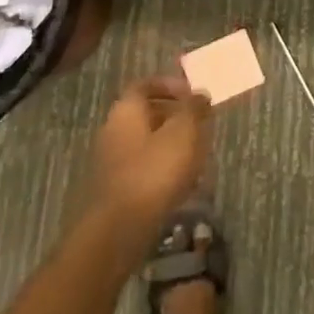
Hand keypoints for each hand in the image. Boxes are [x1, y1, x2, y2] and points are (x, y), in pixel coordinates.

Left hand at [83, 75, 212, 247]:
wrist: (119, 230)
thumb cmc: (154, 170)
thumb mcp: (184, 132)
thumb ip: (194, 108)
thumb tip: (200, 94)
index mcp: (127, 108)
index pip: (147, 84)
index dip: (171, 85)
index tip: (194, 95)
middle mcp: (114, 128)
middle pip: (147, 113)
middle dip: (176, 116)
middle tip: (201, 125)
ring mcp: (112, 160)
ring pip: (147, 142)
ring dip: (172, 144)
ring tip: (198, 156)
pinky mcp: (116, 188)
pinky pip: (143, 167)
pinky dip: (163, 168)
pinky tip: (184, 184)